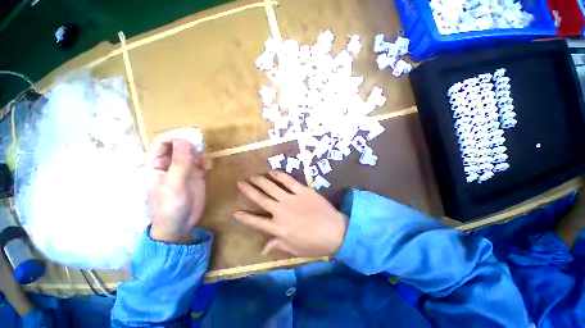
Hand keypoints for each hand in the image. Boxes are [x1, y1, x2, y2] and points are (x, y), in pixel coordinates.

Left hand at [146, 130, 206, 243]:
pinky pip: (201, 162)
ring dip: (200, 151)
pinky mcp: (196, 174)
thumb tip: (186, 140)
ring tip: (206, 157)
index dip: (176, 135)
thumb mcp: (174, 184)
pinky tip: (209, 166)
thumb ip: (180, 162)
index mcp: (156, 164)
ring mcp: (184, 169)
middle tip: (203, 142)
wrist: (180, 225)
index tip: (192, 133)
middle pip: (178, 145)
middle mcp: (169, 163)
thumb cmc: (170, 206)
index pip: (162, 142)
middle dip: (190, 141)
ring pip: (191, 152)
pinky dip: (206, 161)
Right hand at [234, 171, 346, 256]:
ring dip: (261, 181)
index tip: (234, 212)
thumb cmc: (315, 244)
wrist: (335, 231)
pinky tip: (272, 171)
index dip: (245, 217)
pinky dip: (279, 175)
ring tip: (253, 176)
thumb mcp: (294, 249)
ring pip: (272, 187)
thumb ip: (277, 245)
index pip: (256, 222)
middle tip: (240, 183)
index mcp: (278, 228)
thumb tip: (262, 249)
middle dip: (249, 190)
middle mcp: (281, 211)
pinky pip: (288, 181)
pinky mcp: (302, 190)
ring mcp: (291, 199)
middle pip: (261, 199)